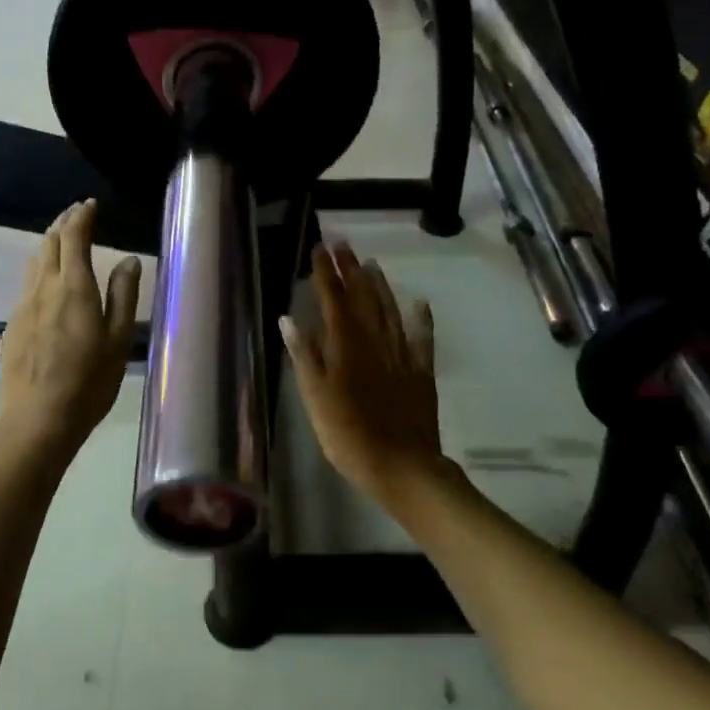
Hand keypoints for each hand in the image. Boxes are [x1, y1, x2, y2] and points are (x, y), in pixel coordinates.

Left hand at [0, 200, 141, 455]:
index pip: (74, 238)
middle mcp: (44, 288)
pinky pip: (26, 286)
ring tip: (60, 239)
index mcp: (74, 287)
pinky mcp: (12, 326)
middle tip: (76, 214)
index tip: (89, 205)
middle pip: (49, 243)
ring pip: (34, 263)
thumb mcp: (119, 339)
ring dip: (48, 244)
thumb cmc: (89, 381)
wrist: (38, 419)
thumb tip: (129, 260)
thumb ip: (123, 295)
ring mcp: (22, 306)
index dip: (81, 217)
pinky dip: (39, 271)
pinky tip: (47, 284)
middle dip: (63, 223)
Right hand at [280, 243, 457, 512]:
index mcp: (345, 345)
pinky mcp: (420, 372)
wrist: (401, 465)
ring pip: (390, 311)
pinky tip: (419, 303)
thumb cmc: (347, 433)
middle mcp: (374, 341)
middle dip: (351, 269)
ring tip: (371, 263)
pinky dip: (421, 319)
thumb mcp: (314, 396)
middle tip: (343, 245)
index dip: (326, 273)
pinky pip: (421, 339)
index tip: (319, 249)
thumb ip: (304, 355)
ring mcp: (401, 355)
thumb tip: (289, 318)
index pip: (333, 299)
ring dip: (380, 285)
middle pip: (362, 297)